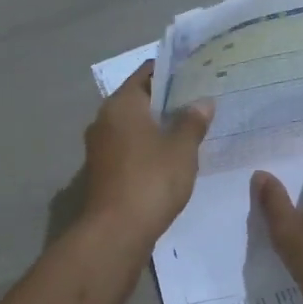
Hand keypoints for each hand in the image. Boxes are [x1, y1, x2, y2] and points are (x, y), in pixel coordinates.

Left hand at [81, 63, 212, 245]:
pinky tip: (171, 158)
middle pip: (139, 99)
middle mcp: (104, 120)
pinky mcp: (103, 171)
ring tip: (191, 129)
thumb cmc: (151, 180)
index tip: (197, 73)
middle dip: (168, 101)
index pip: (146, 73)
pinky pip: (129, 149)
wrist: (116, 231)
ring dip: (158, 127)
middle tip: (200, 102)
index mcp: (121, 104)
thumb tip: (202, 102)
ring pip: (134, 126)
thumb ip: (192, 121)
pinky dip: (148, 148)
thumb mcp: (181, 149)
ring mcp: (100, 147)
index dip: (172, 72)